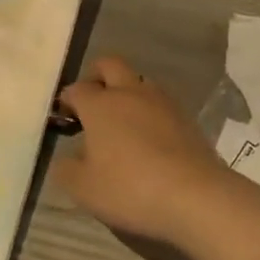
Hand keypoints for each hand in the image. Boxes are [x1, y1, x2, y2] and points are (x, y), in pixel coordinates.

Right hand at [52, 57, 230, 246]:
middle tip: (92, 103)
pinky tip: (149, 138)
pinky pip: (160, 103)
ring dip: (126, 92)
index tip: (65, 117)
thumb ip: (66, 170)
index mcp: (100, 104)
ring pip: (138, 81)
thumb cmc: (130, 189)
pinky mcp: (185, 116)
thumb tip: (65, 158)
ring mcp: (161, 101)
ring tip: (122, 123)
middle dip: (96, 76)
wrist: (194, 195)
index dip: (67, 100)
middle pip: (109, 64)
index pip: (77, 89)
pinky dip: (149, 112)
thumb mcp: (84, 189)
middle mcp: (130, 92)